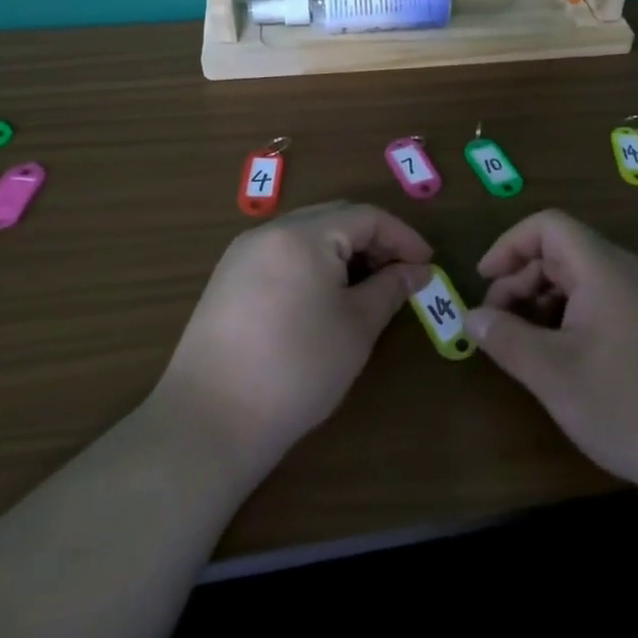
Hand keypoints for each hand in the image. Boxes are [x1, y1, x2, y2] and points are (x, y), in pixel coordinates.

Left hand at [154, 202, 430, 479]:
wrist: (210, 421)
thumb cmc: (297, 369)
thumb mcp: (357, 327)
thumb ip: (391, 288)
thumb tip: (418, 270)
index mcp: (303, 235)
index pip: (367, 216)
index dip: (403, 237)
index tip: (427, 266)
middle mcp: (270, 232)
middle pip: (335, 218)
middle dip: (374, 241)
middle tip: (401, 275)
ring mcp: (243, 254)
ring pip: (308, 234)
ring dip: (344, 252)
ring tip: (368, 288)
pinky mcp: (228, 279)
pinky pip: (283, 254)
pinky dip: (314, 264)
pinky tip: (326, 298)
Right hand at [466, 210, 637, 492]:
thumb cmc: (626, 405)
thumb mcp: (552, 374)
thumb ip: (506, 339)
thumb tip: (472, 318)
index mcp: (604, 269)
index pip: (549, 225)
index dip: (509, 245)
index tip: (485, 283)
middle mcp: (633, 272)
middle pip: (567, 251)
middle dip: (524, 280)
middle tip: (500, 326)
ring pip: (589, 279)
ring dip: (550, 301)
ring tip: (532, 346)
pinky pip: (613, 301)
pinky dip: (579, 316)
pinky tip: (575, 359)